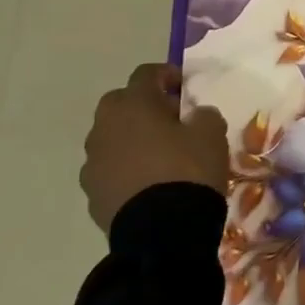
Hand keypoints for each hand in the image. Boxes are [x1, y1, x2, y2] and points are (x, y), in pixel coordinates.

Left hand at [78, 63, 229, 232]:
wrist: (162, 230)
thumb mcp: (212, 133)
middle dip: (143, 106)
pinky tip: (150, 182)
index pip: (146, 74)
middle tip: (171, 119)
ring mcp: (93, 162)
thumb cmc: (189, 169)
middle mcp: (104, 128)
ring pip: (112, 138)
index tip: (185, 86)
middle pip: (120, 104)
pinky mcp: (92, 193)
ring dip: (132, 139)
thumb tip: (194, 116)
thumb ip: (203, 115)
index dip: (167, 74)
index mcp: (133, 105)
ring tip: (161, 155)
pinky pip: (110, 169)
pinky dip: (126, 168)